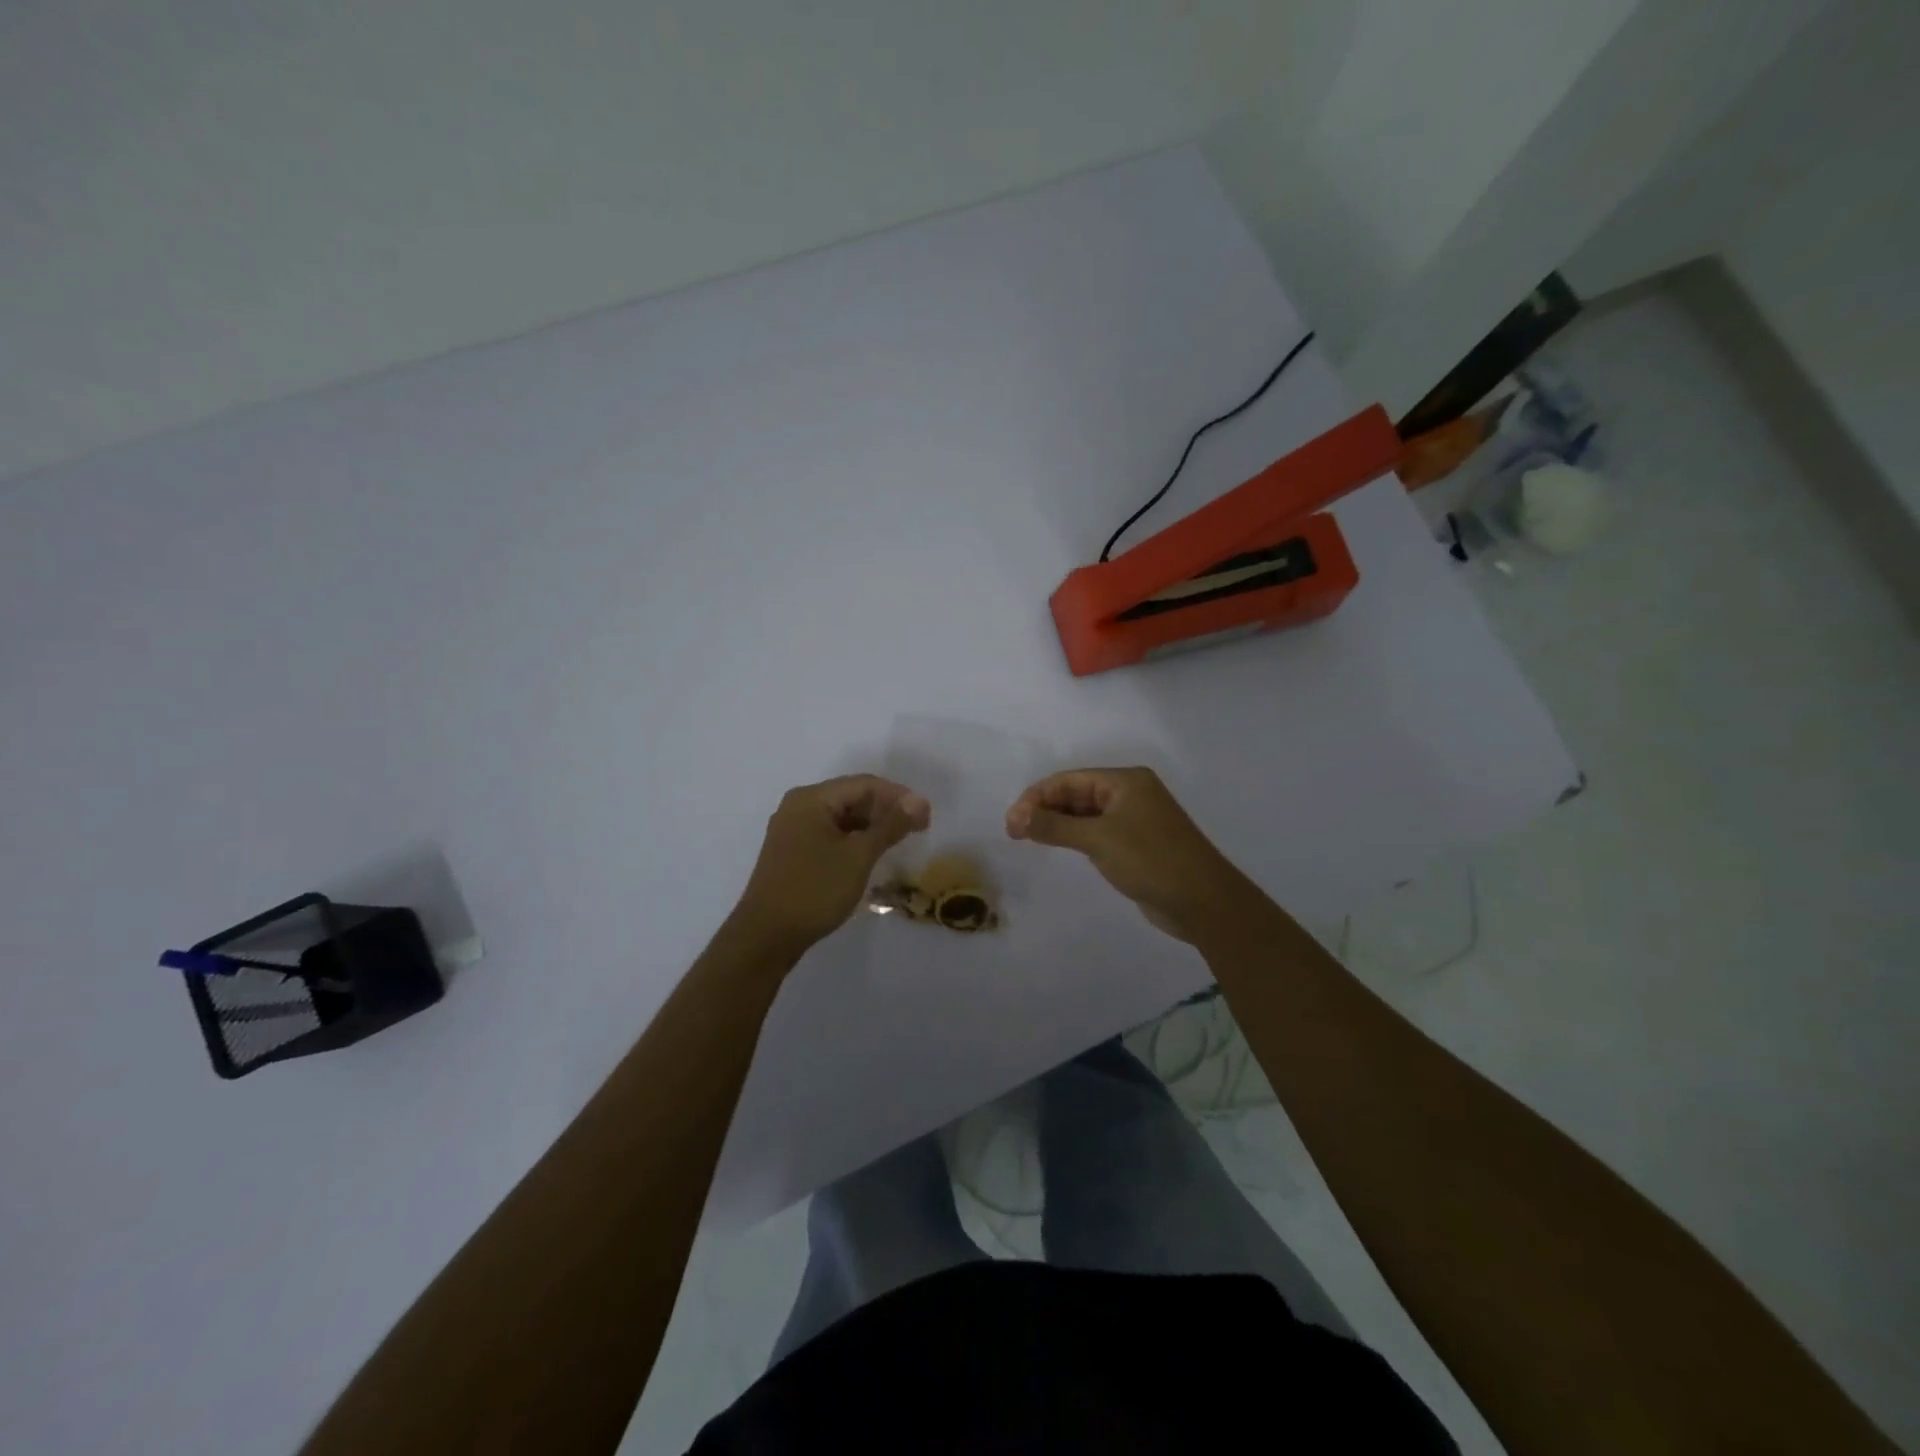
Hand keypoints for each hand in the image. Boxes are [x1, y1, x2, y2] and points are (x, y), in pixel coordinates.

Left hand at [733, 775, 929, 955]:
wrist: (766, 936)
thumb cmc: (814, 890)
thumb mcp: (858, 856)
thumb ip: (890, 825)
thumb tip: (918, 801)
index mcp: (811, 798)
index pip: (864, 784)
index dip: (899, 796)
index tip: (927, 816)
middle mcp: (799, 806)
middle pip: (852, 797)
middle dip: (886, 809)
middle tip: (918, 828)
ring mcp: (793, 829)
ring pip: (842, 817)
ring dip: (872, 826)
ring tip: (900, 841)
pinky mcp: (792, 851)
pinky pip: (830, 834)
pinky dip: (854, 839)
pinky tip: (872, 853)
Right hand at [1005, 767, 1248, 941]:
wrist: (1203, 901)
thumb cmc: (1151, 860)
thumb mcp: (1098, 839)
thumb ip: (1055, 826)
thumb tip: (1017, 817)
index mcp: (1125, 781)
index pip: (1069, 779)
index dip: (1036, 797)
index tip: (1012, 823)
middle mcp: (1130, 793)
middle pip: (1076, 793)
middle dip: (1044, 809)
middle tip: (1015, 833)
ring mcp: (1136, 819)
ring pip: (1086, 813)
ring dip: (1058, 823)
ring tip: (1029, 839)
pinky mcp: (1137, 844)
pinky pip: (1098, 832)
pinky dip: (1075, 836)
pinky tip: (1059, 846)